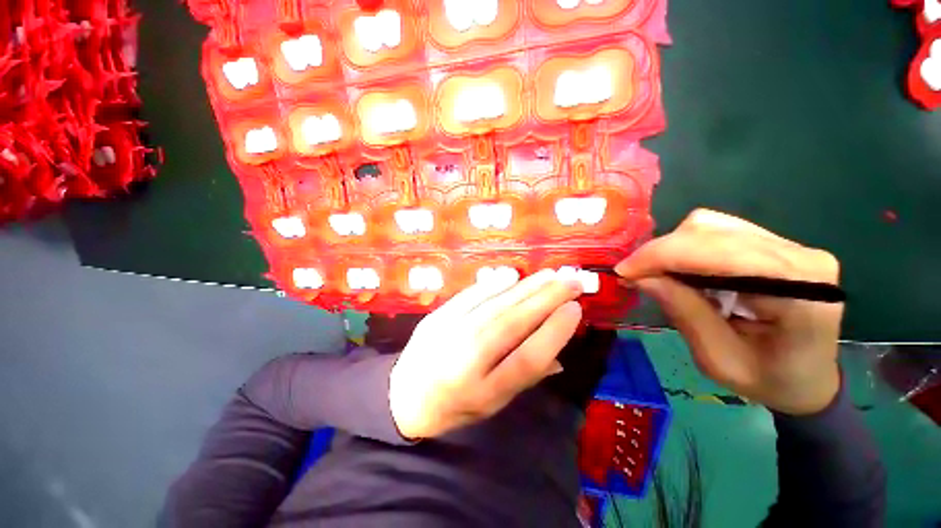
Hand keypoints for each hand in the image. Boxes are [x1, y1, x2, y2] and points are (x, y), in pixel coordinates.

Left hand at [389, 269, 583, 438]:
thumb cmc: (455, 405)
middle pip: (512, 324)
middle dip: (546, 299)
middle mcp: (467, 361)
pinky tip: (511, 275)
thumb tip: (559, 355)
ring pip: (494, 306)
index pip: (527, 359)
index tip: (575, 309)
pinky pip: (468, 297)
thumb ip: (524, 377)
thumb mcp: (493, 404)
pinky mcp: (436, 317)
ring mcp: (448, 335)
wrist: (404, 395)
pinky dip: (492, 285)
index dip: (554, 332)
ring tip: (549, 274)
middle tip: (571, 280)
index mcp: (485, 391)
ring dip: (525, 287)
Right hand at [615, 209, 843, 415]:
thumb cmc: (768, 381)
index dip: (663, 256)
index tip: (624, 272)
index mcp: (799, 292)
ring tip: (658, 274)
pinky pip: (717, 231)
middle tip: (635, 275)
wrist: (809, 379)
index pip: (719, 253)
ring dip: (672, 249)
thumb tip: (641, 276)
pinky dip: (686, 248)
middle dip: (662, 251)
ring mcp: (791, 245)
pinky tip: (681, 270)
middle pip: (711, 231)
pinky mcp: (775, 244)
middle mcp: (800, 256)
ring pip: (710, 225)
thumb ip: (684, 312)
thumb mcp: (718, 360)